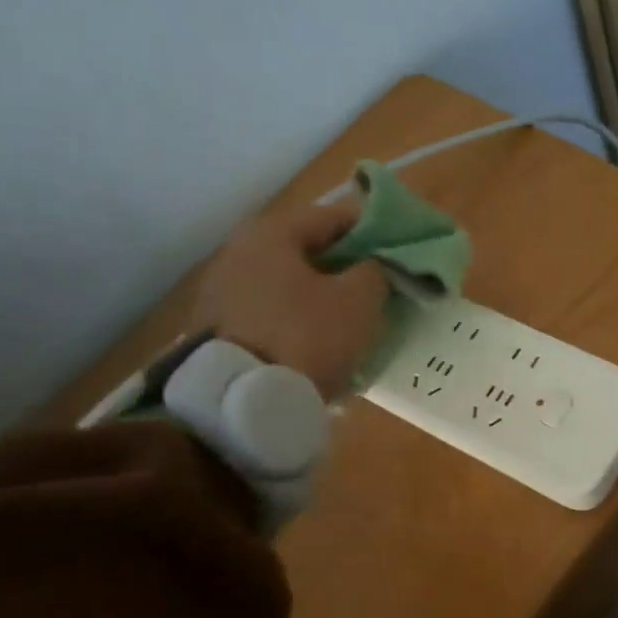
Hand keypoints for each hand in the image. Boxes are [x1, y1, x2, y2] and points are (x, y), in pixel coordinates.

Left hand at [193, 203, 388, 398]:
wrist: (245, 402)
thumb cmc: (306, 336)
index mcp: (271, 234)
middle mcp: (239, 252)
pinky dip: (299, 317)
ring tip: (354, 315)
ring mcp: (223, 291)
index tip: (399, 245)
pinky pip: (273, 312)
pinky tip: (322, 338)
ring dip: (322, 293)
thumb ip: (375, 271)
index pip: (332, 216)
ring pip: (289, 282)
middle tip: (379, 282)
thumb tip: (374, 265)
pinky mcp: (218, 328)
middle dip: (346, 264)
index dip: (372, 228)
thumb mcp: (358, 300)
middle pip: (307, 249)